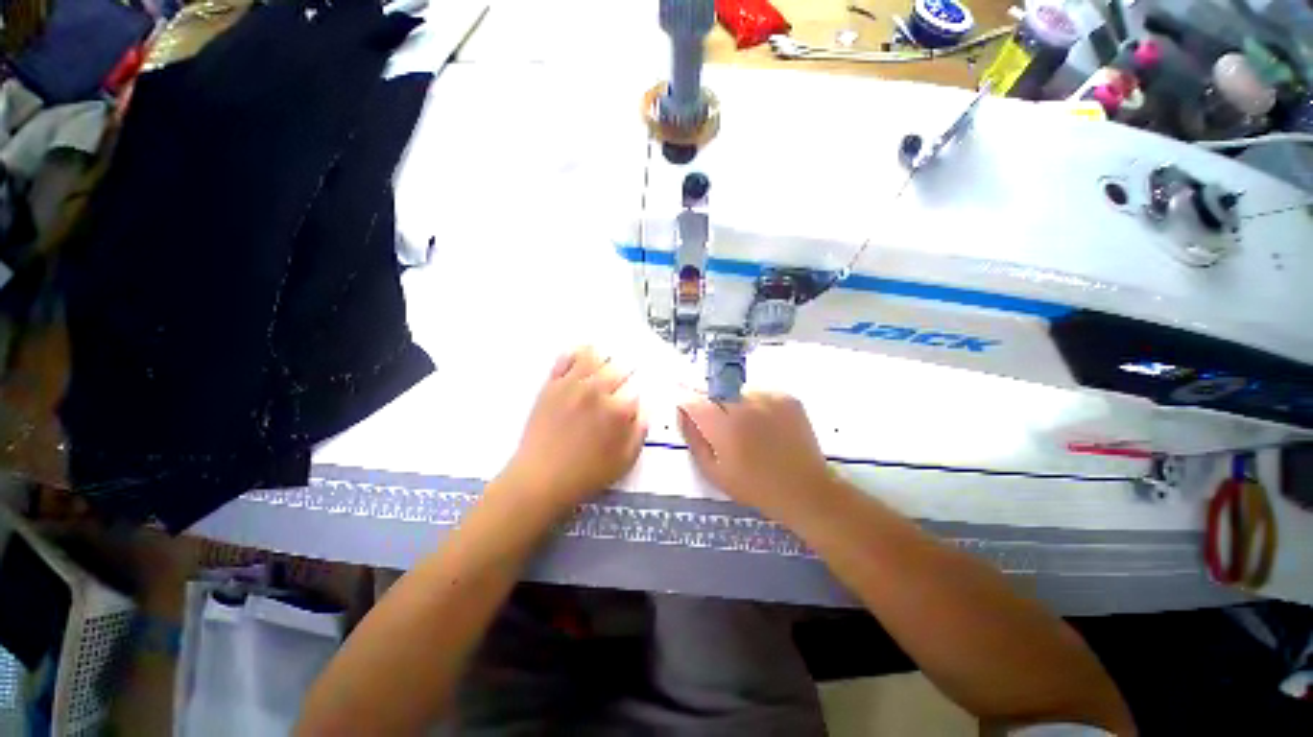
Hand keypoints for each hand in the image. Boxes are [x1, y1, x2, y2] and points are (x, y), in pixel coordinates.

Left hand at [498, 347, 646, 514]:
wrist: (541, 478)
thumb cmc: (587, 474)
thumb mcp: (625, 460)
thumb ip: (640, 431)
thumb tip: (645, 409)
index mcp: (619, 410)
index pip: (636, 389)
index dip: (636, 393)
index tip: (633, 397)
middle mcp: (598, 391)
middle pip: (618, 368)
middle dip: (624, 373)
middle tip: (622, 378)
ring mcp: (573, 385)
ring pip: (594, 357)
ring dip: (603, 358)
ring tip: (604, 360)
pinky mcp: (552, 384)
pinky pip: (565, 359)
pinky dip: (576, 353)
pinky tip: (582, 354)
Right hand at [678, 391, 836, 522]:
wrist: (804, 490)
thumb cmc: (753, 486)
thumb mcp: (713, 471)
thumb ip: (693, 437)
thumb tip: (682, 411)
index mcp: (724, 425)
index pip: (693, 399)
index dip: (685, 399)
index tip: (685, 405)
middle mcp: (744, 404)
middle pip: (715, 390)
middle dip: (710, 402)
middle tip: (720, 424)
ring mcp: (768, 397)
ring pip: (737, 390)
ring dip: (733, 402)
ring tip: (745, 426)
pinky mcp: (786, 397)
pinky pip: (759, 392)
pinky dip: (755, 403)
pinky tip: (764, 425)